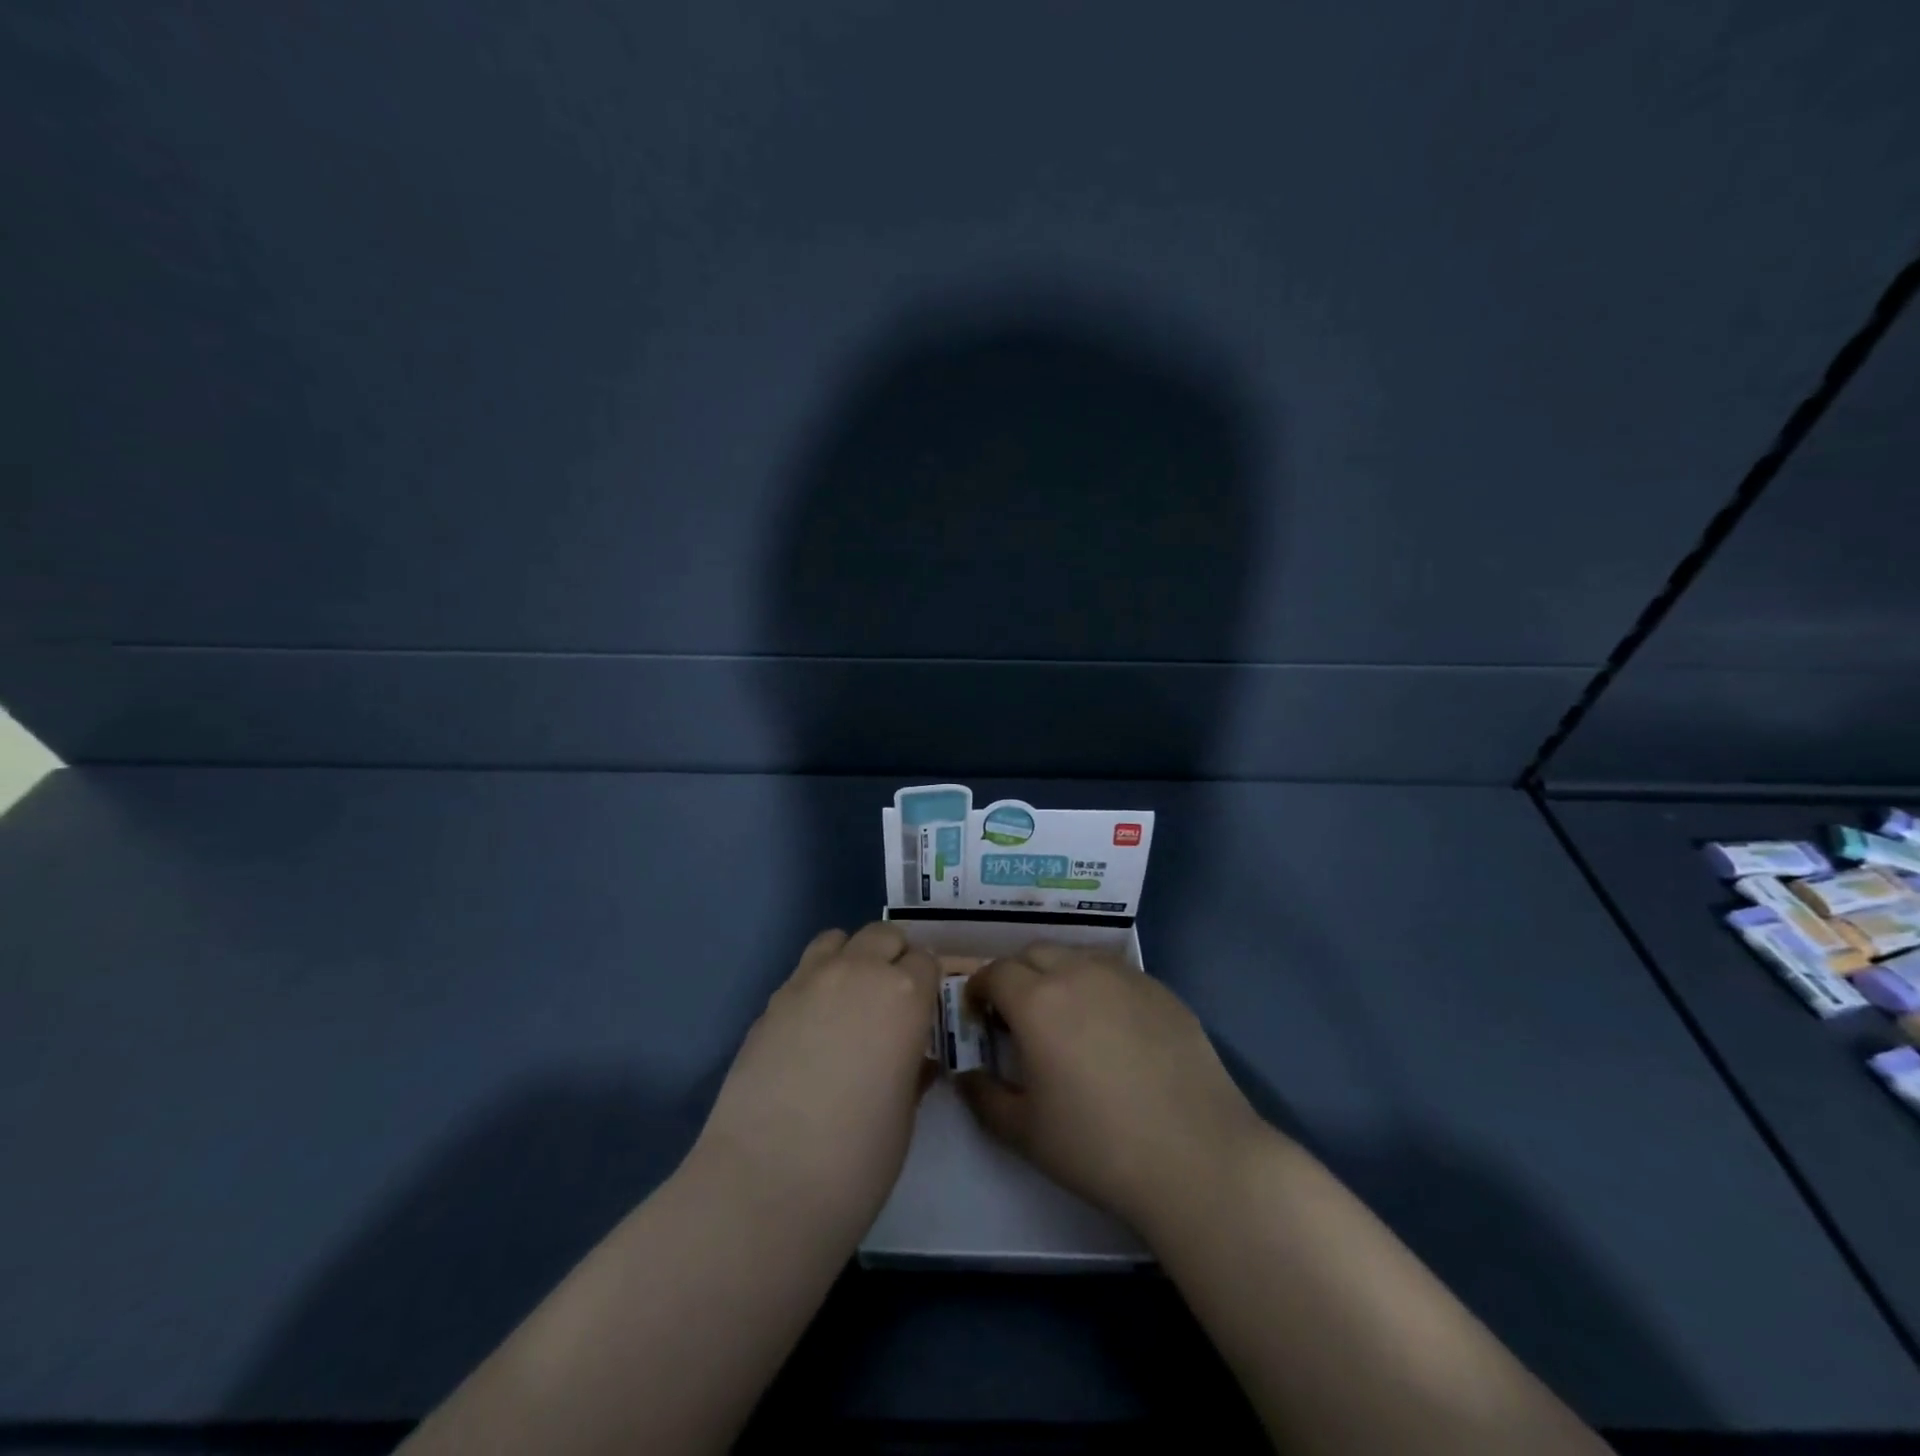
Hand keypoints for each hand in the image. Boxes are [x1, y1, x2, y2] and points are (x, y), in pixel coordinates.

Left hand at [693, 923, 938, 1242]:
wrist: (767, 1182)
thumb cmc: (857, 1157)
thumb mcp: (904, 1112)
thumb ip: (911, 1068)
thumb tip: (909, 1058)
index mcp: (904, 994)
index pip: (927, 961)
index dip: (928, 984)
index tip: (925, 1010)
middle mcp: (858, 972)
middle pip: (883, 935)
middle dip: (893, 957)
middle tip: (892, 999)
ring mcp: (807, 981)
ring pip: (837, 939)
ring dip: (851, 958)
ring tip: (849, 1000)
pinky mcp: (770, 1002)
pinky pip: (803, 972)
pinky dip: (816, 983)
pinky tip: (811, 1028)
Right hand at [959, 943, 1268, 1238]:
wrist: (1196, 1156)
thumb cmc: (1098, 1146)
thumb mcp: (1025, 1132)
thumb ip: (984, 1097)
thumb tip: (966, 1076)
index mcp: (1037, 1001)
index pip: (995, 972)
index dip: (979, 989)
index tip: (979, 1015)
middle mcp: (1078, 972)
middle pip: (1034, 953)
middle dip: (1016, 975)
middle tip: (1018, 1015)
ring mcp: (1125, 976)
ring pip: (1077, 956)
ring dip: (1058, 974)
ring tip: (1065, 1016)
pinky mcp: (1161, 989)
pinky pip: (1116, 973)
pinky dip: (1099, 986)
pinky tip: (1112, 1029)